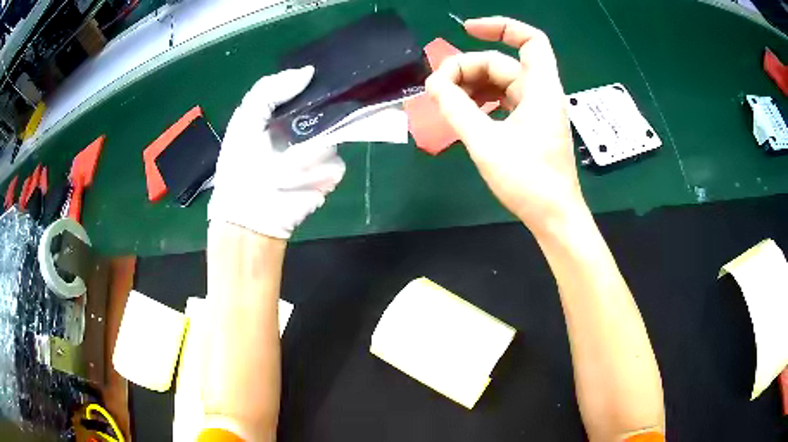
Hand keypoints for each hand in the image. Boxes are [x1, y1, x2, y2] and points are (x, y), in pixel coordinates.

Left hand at [208, 66, 345, 238]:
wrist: (249, 216)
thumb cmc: (239, 165)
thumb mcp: (245, 119)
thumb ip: (269, 89)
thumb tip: (309, 71)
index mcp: (284, 112)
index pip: (308, 89)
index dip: (314, 82)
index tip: (319, 75)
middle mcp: (306, 127)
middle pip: (329, 106)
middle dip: (323, 107)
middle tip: (310, 114)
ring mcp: (320, 151)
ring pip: (334, 134)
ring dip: (312, 146)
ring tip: (288, 160)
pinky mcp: (329, 173)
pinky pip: (335, 160)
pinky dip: (319, 167)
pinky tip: (299, 176)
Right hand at [426, 17, 584, 233]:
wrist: (554, 217)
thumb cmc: (528, 181)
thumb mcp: (486, 142)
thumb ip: (456, 108)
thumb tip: (432, 83)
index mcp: (540, 89)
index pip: (530, 40)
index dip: (501, 27)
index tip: (466, 30)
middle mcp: (541, 93)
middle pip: (502, 64)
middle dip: (467, 69)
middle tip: (436, 88)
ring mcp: (536, 110)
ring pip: (500, 83)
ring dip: (471, 86)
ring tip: (445, 101)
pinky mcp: (531, 125)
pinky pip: (503, 100)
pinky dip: (482, 101)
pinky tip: (464, 113)